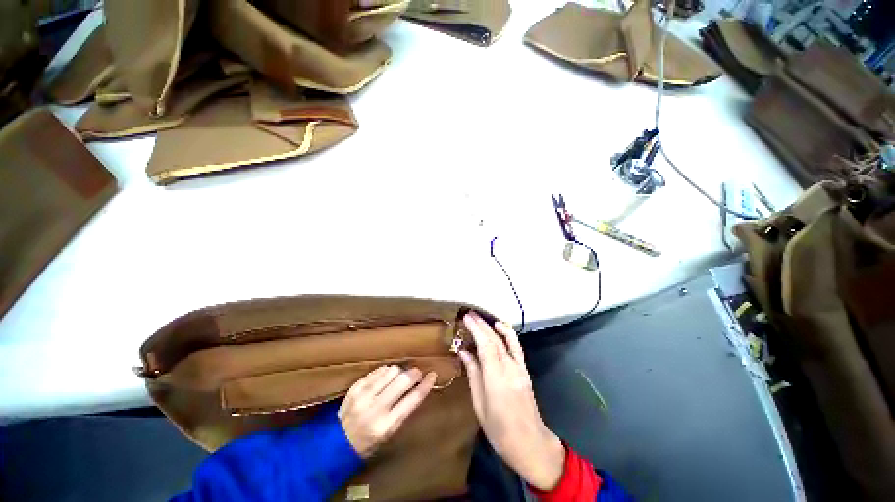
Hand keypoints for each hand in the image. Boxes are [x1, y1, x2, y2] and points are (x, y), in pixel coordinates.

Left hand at [338, 365, 436, 458]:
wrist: (336, 443)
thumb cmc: (368, 442)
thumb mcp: (389, 433)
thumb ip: (404, 410)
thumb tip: (418, 387)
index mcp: (386, 425)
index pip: (412, 399)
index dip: (426, 385)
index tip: (432, 375)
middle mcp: (375, 408)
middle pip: (403, 380)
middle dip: (414, 373)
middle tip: (417, 373)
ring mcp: (363, 395)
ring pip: (391, 371)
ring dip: (399, 371)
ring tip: (398, 377)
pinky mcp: (356, 387)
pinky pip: (378, 371)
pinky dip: (386, 371)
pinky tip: (385, 377)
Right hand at [458, 313, 565, 490]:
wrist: (530, 442)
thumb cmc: (499, 430)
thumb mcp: (480, 404)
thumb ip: (473, 374)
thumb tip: (464, 352)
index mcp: (496, 379)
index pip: (485, 346)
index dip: (476, 330)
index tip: (466, 318)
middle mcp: (510, 369)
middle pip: (494, 340)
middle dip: (481, 325)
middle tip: (469, 314)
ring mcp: (519, 368)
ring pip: (505, 340)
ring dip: (492, 326)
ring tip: (480, 317)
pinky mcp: (524, 369)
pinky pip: (516, 347)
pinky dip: (508, 333)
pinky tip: (500, 326)